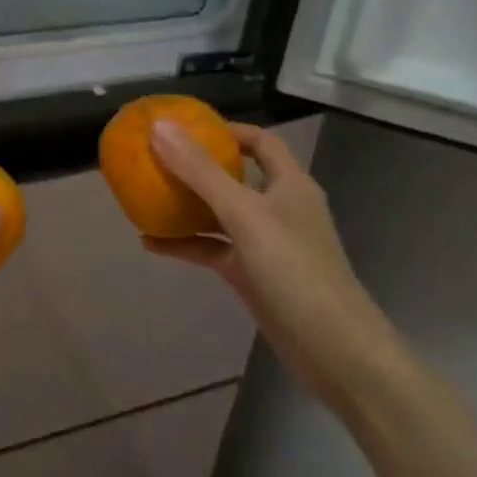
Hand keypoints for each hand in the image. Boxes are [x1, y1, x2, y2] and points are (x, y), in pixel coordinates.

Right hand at [143, 123, 405, 415]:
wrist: (333, 349)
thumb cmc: (294, 271)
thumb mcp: (245, 215)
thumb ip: (201, 172)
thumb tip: (160, 127)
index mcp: (289, 184)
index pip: (260, 141)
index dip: (225, 131)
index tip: (183, 128)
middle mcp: (278, 208)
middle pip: (233, 177)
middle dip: (195, 168)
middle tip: (154, 160)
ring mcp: (264, 243)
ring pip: (218, 215)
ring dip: (184, 207)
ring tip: (143, 197)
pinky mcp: (251, 274)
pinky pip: (212, 249)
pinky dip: (185, 244)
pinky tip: (150, 243)